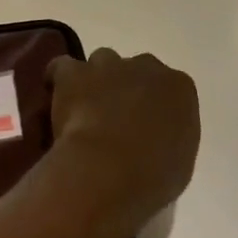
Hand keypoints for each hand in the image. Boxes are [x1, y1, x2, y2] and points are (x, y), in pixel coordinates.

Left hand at [45, 49, 199, 236]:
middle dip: (127, 88)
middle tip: (116, 118)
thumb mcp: (178, 162)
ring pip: (102, 62)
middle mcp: (147, 67)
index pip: (170, 88)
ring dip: (96, 80)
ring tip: (86, 108)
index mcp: (180, 88)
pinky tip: (58, 97)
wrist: (112, 169)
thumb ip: (169, 138)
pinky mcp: (74, 73)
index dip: (155, 106)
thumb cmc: (153, 175)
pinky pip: (63, 67)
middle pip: (136, 70)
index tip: (147, 126)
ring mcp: (109, 66)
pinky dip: (59, 79)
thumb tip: (153, 139)